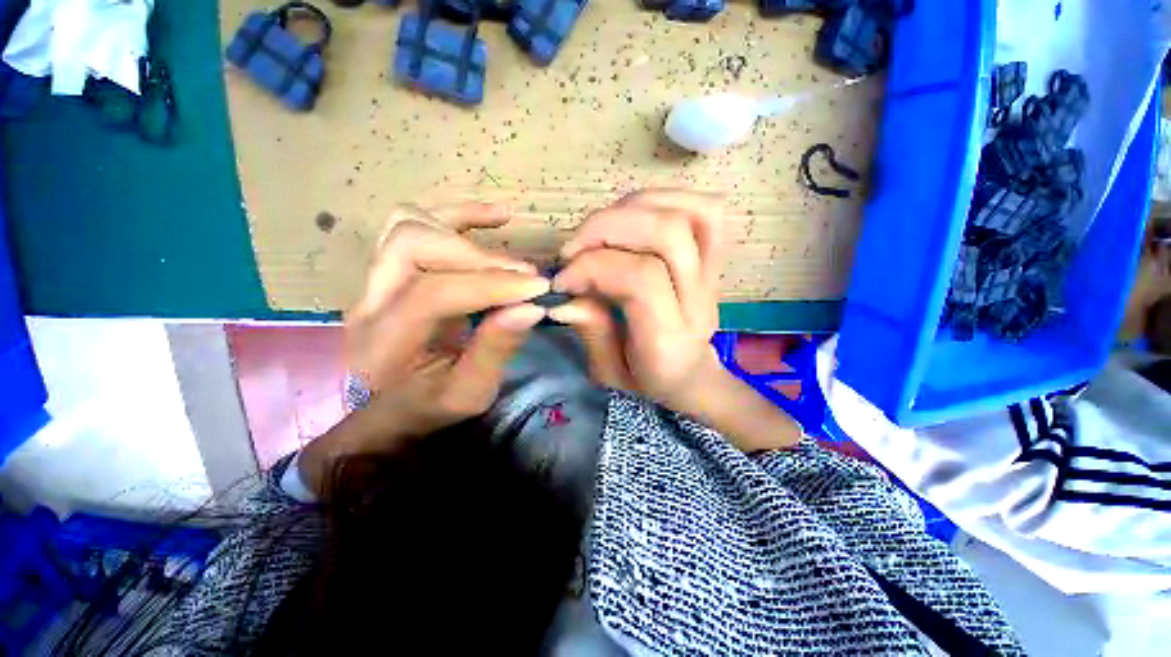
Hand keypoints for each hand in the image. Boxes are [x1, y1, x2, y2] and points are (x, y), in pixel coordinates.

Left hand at [302, 203, 549, 493]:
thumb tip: (531, 308)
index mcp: (384, 343)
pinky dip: (458, 215)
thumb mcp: (469, 393)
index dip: (491, 285)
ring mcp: (374, 280)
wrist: (389, 409)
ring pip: (408, 225)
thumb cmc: (428, 408)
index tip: (538, 288)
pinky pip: (415, 224)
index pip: (433, 293)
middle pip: (412, 245)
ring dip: (463, 227)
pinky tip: (497, 217)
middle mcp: (368, 302)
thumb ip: (495, 350)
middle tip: (524, 275)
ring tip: (508, 238)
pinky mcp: (391, 269)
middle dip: (478, 257)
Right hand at [548, 190, 724, 412]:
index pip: (640, 279)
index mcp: (668, 340)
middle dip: (608, 229)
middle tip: (573, 249)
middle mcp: (698, 301)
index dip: (593, 267)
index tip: (562, 280)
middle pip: (667, 235)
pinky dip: (663, 199)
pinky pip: (705, 209)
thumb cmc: (646, 379)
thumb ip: (590, 330)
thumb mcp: (608, 372)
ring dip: (631, 209)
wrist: (691, 375)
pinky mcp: (715, 258)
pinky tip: (631, 213)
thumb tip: (563, 296)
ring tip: (598, 230)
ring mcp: (712, 275)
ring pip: (688, 214)